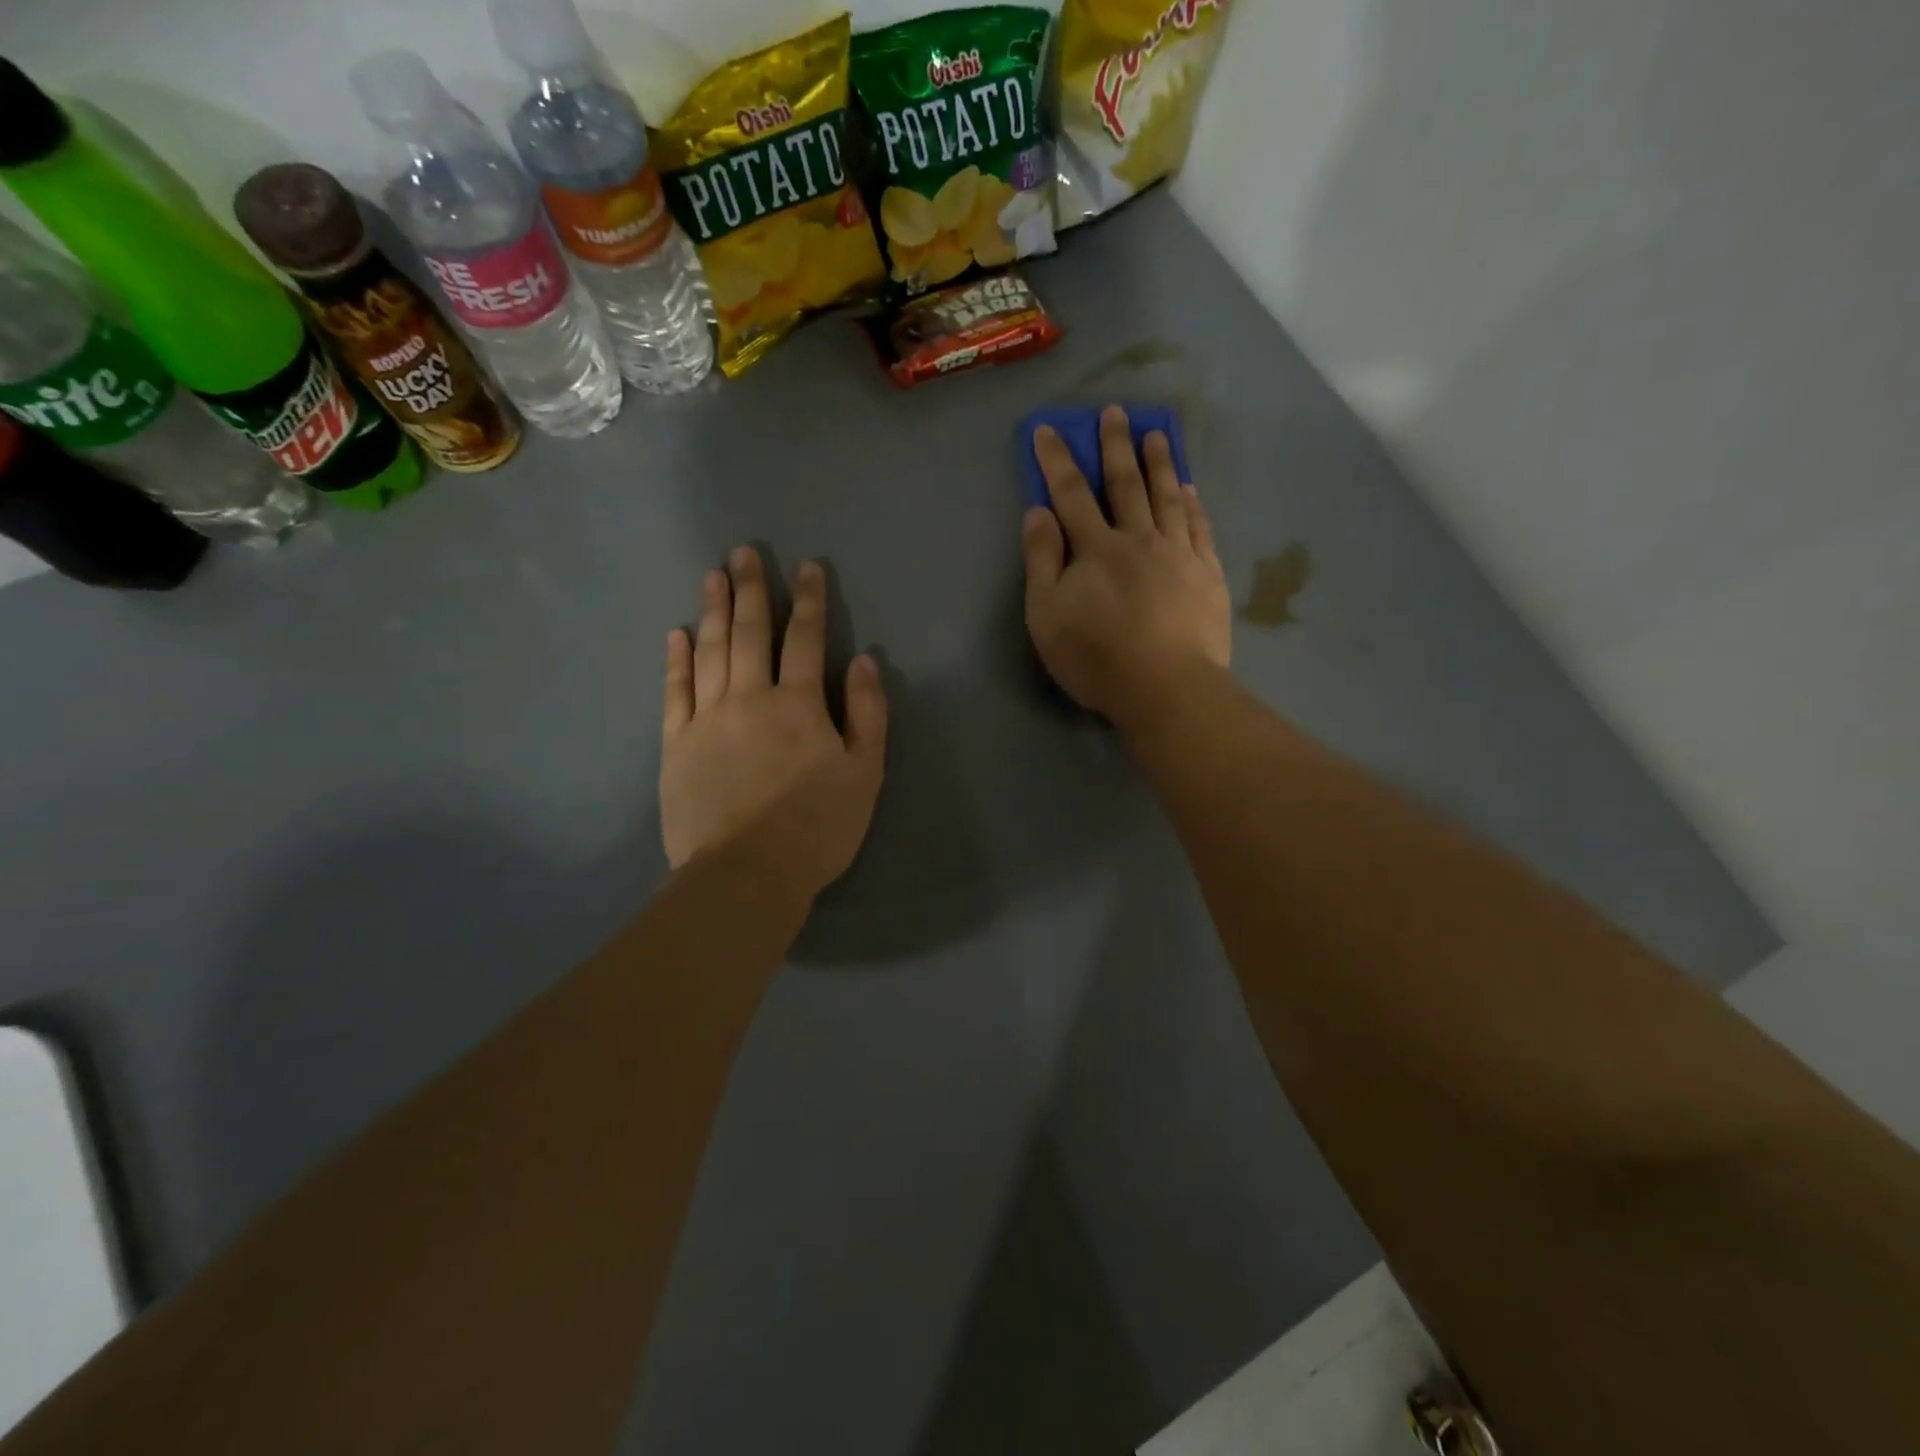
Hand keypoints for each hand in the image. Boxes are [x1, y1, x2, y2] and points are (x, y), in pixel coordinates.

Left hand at [661, 547, 887, 900]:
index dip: (809, 600)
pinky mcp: (676, 744)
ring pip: (710, 652)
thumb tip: (865, 661)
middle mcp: (750, 698)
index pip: (806, 639)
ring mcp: (707, 719)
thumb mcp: (864, 774)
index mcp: (799, 704)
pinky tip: (677, 634)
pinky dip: (676, 660)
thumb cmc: (817, 827)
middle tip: (743, 552)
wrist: (745, 875)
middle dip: (751, 590)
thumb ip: (868, 714)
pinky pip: (675, 691)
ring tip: (712, 576)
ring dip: (714, 611)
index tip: (807, 567)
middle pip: (751, 633)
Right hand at [1023, 405, 1231, 728]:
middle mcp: (1138, 539)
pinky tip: (1189, 487)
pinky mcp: (1207, 574)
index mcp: (1096, 548)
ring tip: (1156, 433)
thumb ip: (1041, 560)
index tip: (1049, 429)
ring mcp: (1178, 554)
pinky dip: (1192, 503)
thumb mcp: (1046, 615)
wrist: (1167, 689)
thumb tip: (1038, 511)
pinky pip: (1199, 527)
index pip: (1072, 494)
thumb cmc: (1096, 657)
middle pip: (1125, 484)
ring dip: (1159, 463)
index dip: (1058, 460)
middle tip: (1115, 412)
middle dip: (1115, 446)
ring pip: (1167, 497)